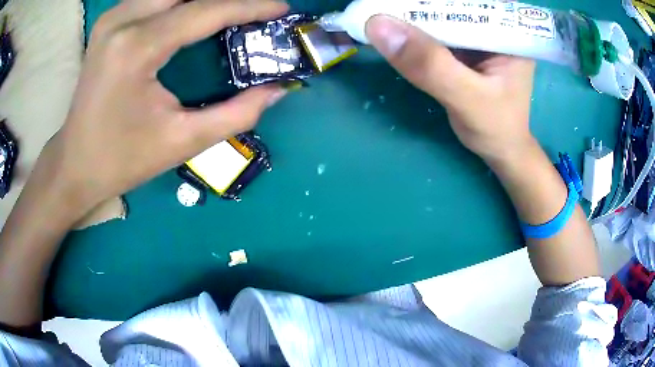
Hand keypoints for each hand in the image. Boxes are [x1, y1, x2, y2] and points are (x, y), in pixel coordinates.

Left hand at [39, 0, 288, 216]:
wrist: (75, 163)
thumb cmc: (123, 159)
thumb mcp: (182, 142)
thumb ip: (237, 114)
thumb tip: (278, 89)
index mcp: (137, 48)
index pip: (206, 10)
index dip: (250, 6)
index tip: (281, 7)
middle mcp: (123, 19)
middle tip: (254, 10)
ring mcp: (113, 17)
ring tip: (229, 12)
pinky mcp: (110, 21)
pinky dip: (180, 1)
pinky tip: (195, 12)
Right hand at [365, 15, 534, 162]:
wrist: (500, 149)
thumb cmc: (496, 128)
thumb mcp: (468, 99)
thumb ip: (430, 66)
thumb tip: (378, 25)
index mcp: (507, 30)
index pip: (467, 1)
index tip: (393, 1)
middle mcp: (493, 25)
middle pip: (451, 4)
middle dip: (418, 4)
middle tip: (380, 4)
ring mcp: (477, 34)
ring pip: (440, 14)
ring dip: (411, 13)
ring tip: (381, 10)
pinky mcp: (463, 45)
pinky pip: (434, 30)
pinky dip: (413, 30)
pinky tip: (394, 28)